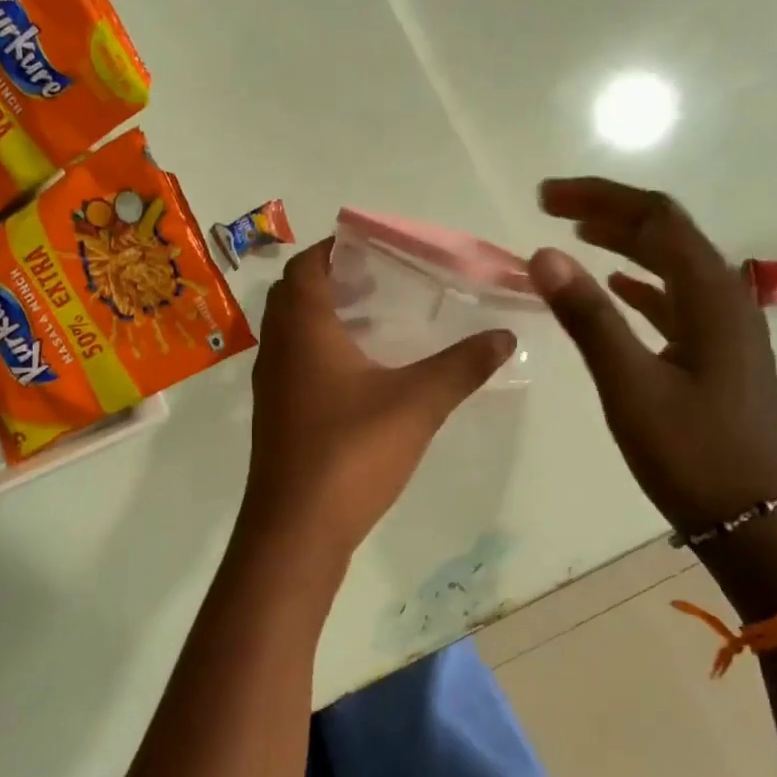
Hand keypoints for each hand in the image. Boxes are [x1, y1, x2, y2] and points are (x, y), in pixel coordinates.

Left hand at [243, 240, 515, 560]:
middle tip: (381, 281)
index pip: (305, 266)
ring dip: (327, 318)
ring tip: (378, 320)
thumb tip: (504, 336)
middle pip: (295, 295)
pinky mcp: (277, 416)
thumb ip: (462, 366)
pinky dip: (322, 352)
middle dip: (334, 280)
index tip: (375, 247)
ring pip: (293, 332)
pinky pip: (295, 364)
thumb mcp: (417, 403)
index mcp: (302, 328)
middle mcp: (278, 348)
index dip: (335, 249)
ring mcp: (272, 385)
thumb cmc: (351, 452)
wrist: (296, 529)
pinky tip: (363, 374)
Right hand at [530, 178, 776, 534]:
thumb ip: (588, 317)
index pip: (654, 219)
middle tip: (551, 206)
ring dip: (624, 242)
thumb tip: (544, 254)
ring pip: (671, 264)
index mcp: (710, 296)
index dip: (599, 197)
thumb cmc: (691, 453)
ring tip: (576, 234)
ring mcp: (724, 328)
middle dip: (609, 211)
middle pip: (666, 233)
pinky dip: (640, 283)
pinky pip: (674, 299)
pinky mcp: (715, 355)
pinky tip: (617, 285)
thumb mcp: (630, 385)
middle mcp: (724, 299)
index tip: (544, 197)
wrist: (753, 520)